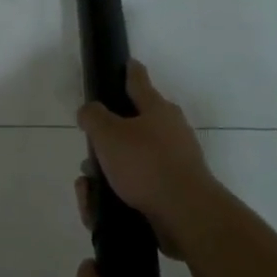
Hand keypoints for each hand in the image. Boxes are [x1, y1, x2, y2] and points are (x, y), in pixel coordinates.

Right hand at [76, 62, 219, 257]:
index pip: (139, 81)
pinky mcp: (172, 191)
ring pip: (130, 160)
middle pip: (132, 125)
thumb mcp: (107, 134)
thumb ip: (93, 116)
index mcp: (157, 109)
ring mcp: (174, 162)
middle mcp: (170, 131)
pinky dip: (116, 193)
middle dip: (106, 138)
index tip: (127, 62)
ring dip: (107, 170)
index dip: (130, 71)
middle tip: (90, 151)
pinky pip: (136, 186)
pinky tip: (100, 207)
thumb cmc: (145, 164)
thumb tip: (90, 112)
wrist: (185, 214)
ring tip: (90, 187)